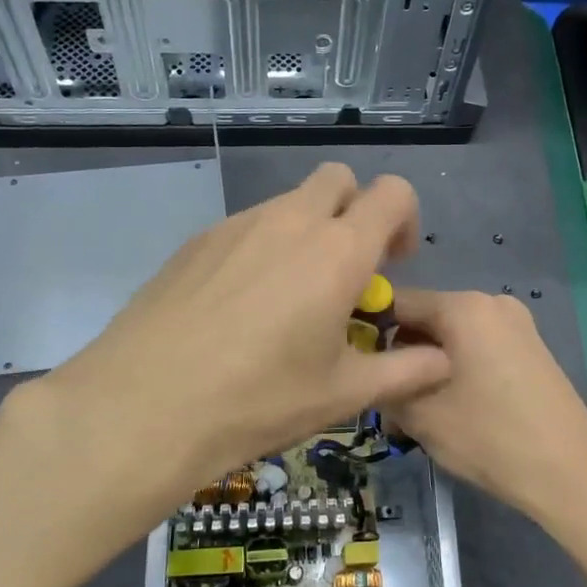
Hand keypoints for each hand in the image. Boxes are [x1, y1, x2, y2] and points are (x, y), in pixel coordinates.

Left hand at [0, 164, 451, 555]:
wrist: (143, 407)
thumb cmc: (257, 401)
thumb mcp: (342, 395)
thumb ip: (404, 371)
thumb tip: (443, 361)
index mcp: (337, 251)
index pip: (392, 193)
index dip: (404, 220)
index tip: (392, 265)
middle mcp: (289, 221)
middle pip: (337, 180)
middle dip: (354, 212)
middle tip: (346, 272)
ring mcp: (236, 226)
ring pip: (288, 203)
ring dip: (306, 232)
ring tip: (289, 300)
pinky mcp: (195, 242)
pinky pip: (245, 227)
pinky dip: (262, 249)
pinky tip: (240, 308)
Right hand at [384, 289, 586, 539]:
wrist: (570, 473)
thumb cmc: (489, 437)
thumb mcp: (420, 415)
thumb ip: (385, 382)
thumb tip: (371, 371)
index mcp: (463, 306)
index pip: (397, 301)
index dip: (368, 329)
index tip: (353, 363)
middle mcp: (491, 302)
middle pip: (427, 317)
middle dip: (401, 352)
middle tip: (386, 396)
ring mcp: (517, 324)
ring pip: (452, 334)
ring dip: (427, 363)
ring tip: (418, 410)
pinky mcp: (531, 347)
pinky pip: (478, 345)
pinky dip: (457, 367)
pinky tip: (453, 406)